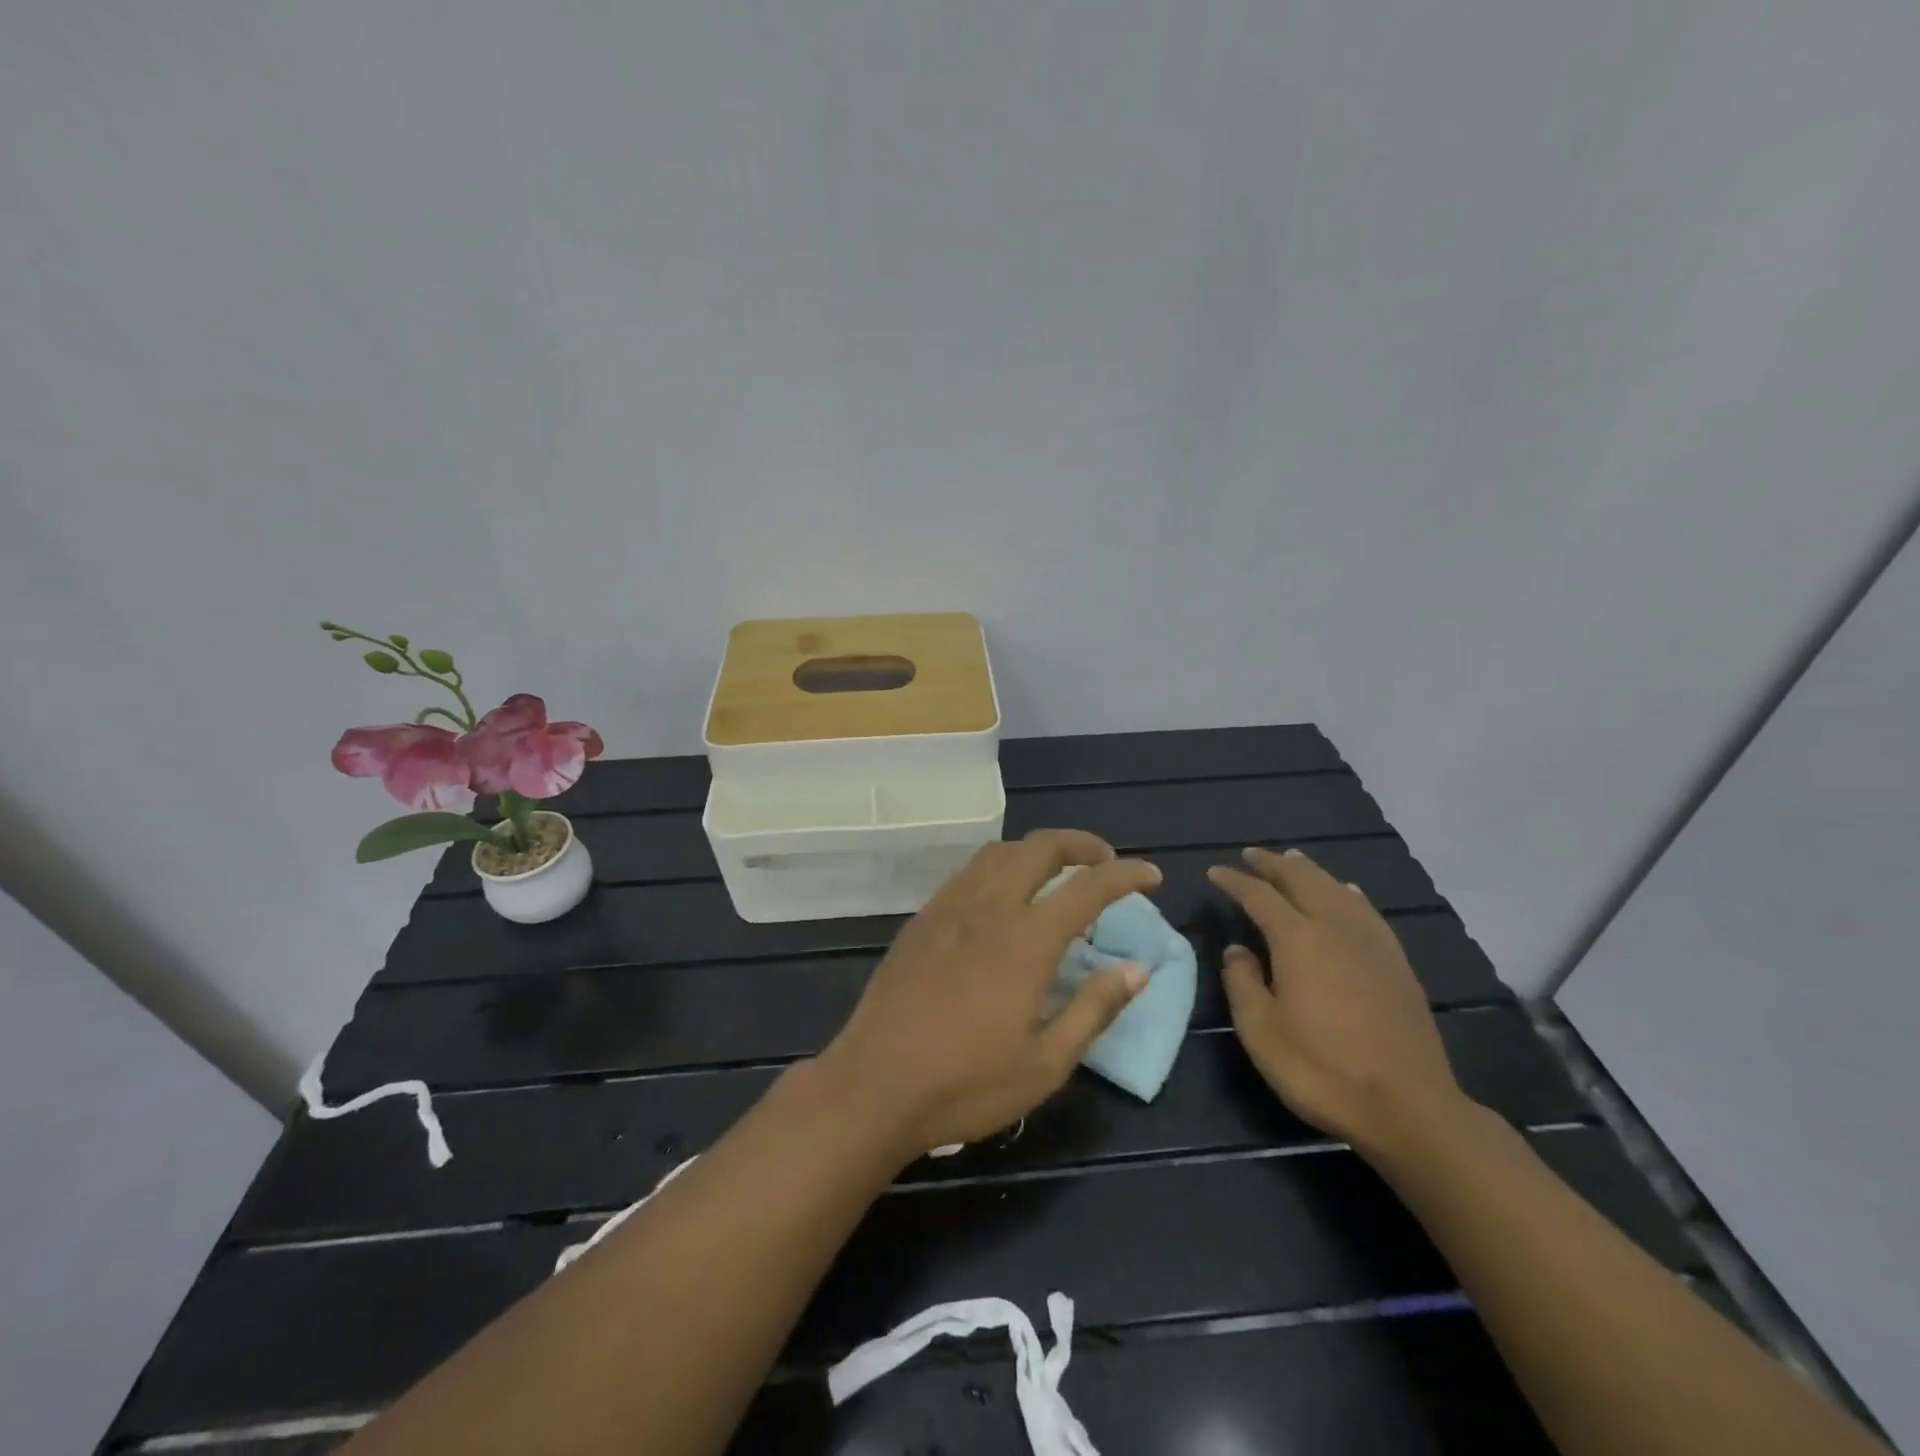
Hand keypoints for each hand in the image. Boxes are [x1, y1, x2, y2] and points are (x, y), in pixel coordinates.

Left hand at [819, 829, 1160, 1159]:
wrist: (874, 1084)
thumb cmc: (966, 1085)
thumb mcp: (1045, 1064)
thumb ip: (1094, 1009)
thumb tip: (1137, 969)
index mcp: (1026, 941)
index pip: (1087, 888)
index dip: (1125, 875)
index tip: (1151, 875)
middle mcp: (989, 908)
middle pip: (1039, 849)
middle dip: (1079, 844)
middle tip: (1104, 860)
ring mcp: (949, 908)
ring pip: (999, 853)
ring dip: (1036, 850)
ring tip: (1056, 871)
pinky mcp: (922, 919)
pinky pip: (968, 872)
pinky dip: (1000, 866)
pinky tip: (1003, 896)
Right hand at [1208, 847, 1470, 1156]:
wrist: (1409, 1107)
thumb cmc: (1322, 1069)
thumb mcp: (1261, 1031)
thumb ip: (1242, 982)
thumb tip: (1237, 950)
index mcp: (1298, 939)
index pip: (1259, 895)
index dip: (1234, 881)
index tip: (1215, 872)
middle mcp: (1335, 927)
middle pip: (1301, 879)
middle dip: (1272, 863)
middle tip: (1250, 855)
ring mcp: (1371, 942)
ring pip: (1336, 888)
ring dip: (1309, 871)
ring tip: (1291, 861)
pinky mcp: (1396, 962)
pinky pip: (1366, 909)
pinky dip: (1345, 892)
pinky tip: (1346, 893)